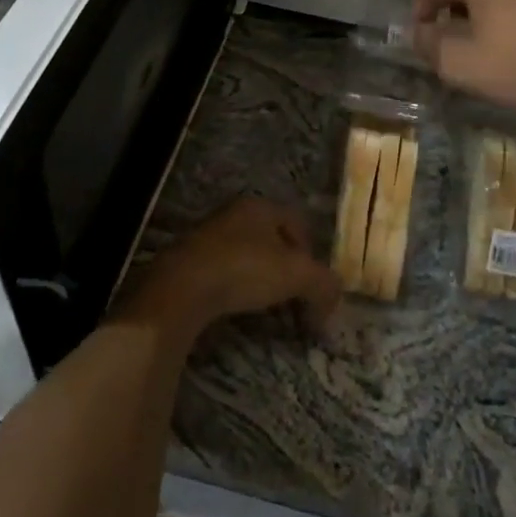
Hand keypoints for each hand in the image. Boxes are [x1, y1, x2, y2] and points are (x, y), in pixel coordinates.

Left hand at [123, 197, 341, 340]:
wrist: (181, 287)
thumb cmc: (244, 269)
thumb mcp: (297, 275)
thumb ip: (324, 284)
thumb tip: (334, 302)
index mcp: (260, 206)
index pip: (298, 223)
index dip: (312, 254)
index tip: (314, 286)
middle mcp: (234, 214)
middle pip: (273, 241)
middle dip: (288, 271)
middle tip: (295, 300)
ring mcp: (209, 236)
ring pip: (248, 257)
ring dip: (262, 282)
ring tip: (269, 311)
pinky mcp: (190, 261)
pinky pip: (225, 272)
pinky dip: (237, 290)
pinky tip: (238, 310)